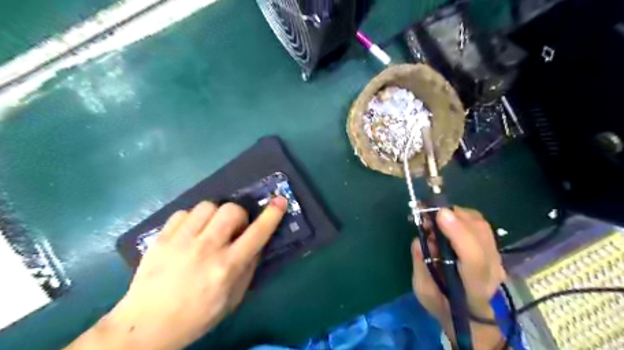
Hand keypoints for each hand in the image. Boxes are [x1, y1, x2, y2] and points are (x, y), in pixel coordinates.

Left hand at [69, 198, 286, 349]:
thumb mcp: (233, 299)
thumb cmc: (196, 317)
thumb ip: (248, 268)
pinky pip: (184, 212)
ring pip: (208, 206)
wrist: (145, 327)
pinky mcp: (161, 238)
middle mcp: (206, 249)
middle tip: (234, 230)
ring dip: (216, 215)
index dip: (272, 215)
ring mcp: (181, 241)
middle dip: (239, 215)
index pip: (257, 233)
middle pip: (231, 210)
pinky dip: (193, 219)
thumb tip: (258, 243)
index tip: (279, 201)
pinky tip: (190, 233)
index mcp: (226, 267)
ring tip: (210, 229)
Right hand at [413, 208, 508, 349]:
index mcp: (474, 288)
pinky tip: (447, 219)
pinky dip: (462, 216)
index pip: (474, 259)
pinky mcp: (494, 249)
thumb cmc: (444, 305)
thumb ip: (422, 267)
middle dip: (454, 217)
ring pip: (481, 226)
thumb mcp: (424, 292)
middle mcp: (492, 271)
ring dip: (457, 214)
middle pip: (481, 235)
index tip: (440, 215)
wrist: (471, 315)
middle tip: (427, 212)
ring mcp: (496, 258)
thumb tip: (419, 240)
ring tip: (434, 215)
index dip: (458, 234)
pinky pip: (480, 224)